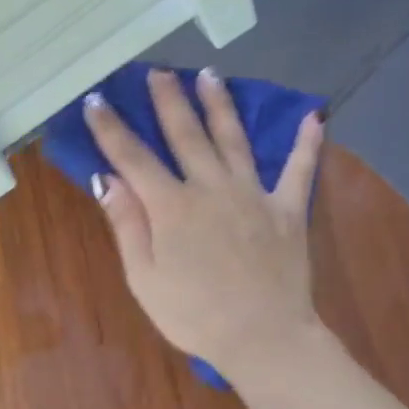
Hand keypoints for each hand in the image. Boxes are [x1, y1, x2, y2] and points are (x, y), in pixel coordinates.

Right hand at [84, 68, 326, 380]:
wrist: (262, 337)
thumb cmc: (192, 314)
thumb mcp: (144, 277)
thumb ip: (127, 224)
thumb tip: (107, 178)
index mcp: (171, 207)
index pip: (133, 158)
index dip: (111, 128)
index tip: (96, 100)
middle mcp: (211, 188)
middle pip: (186, 135)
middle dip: (168, 101)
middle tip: (158, 72)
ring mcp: (253, 195)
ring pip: (234, 140)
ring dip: (220, 106)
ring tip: (209, 76)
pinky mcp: (288, 210)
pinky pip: (299, 170)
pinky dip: (307, 143)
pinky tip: (313, 117)